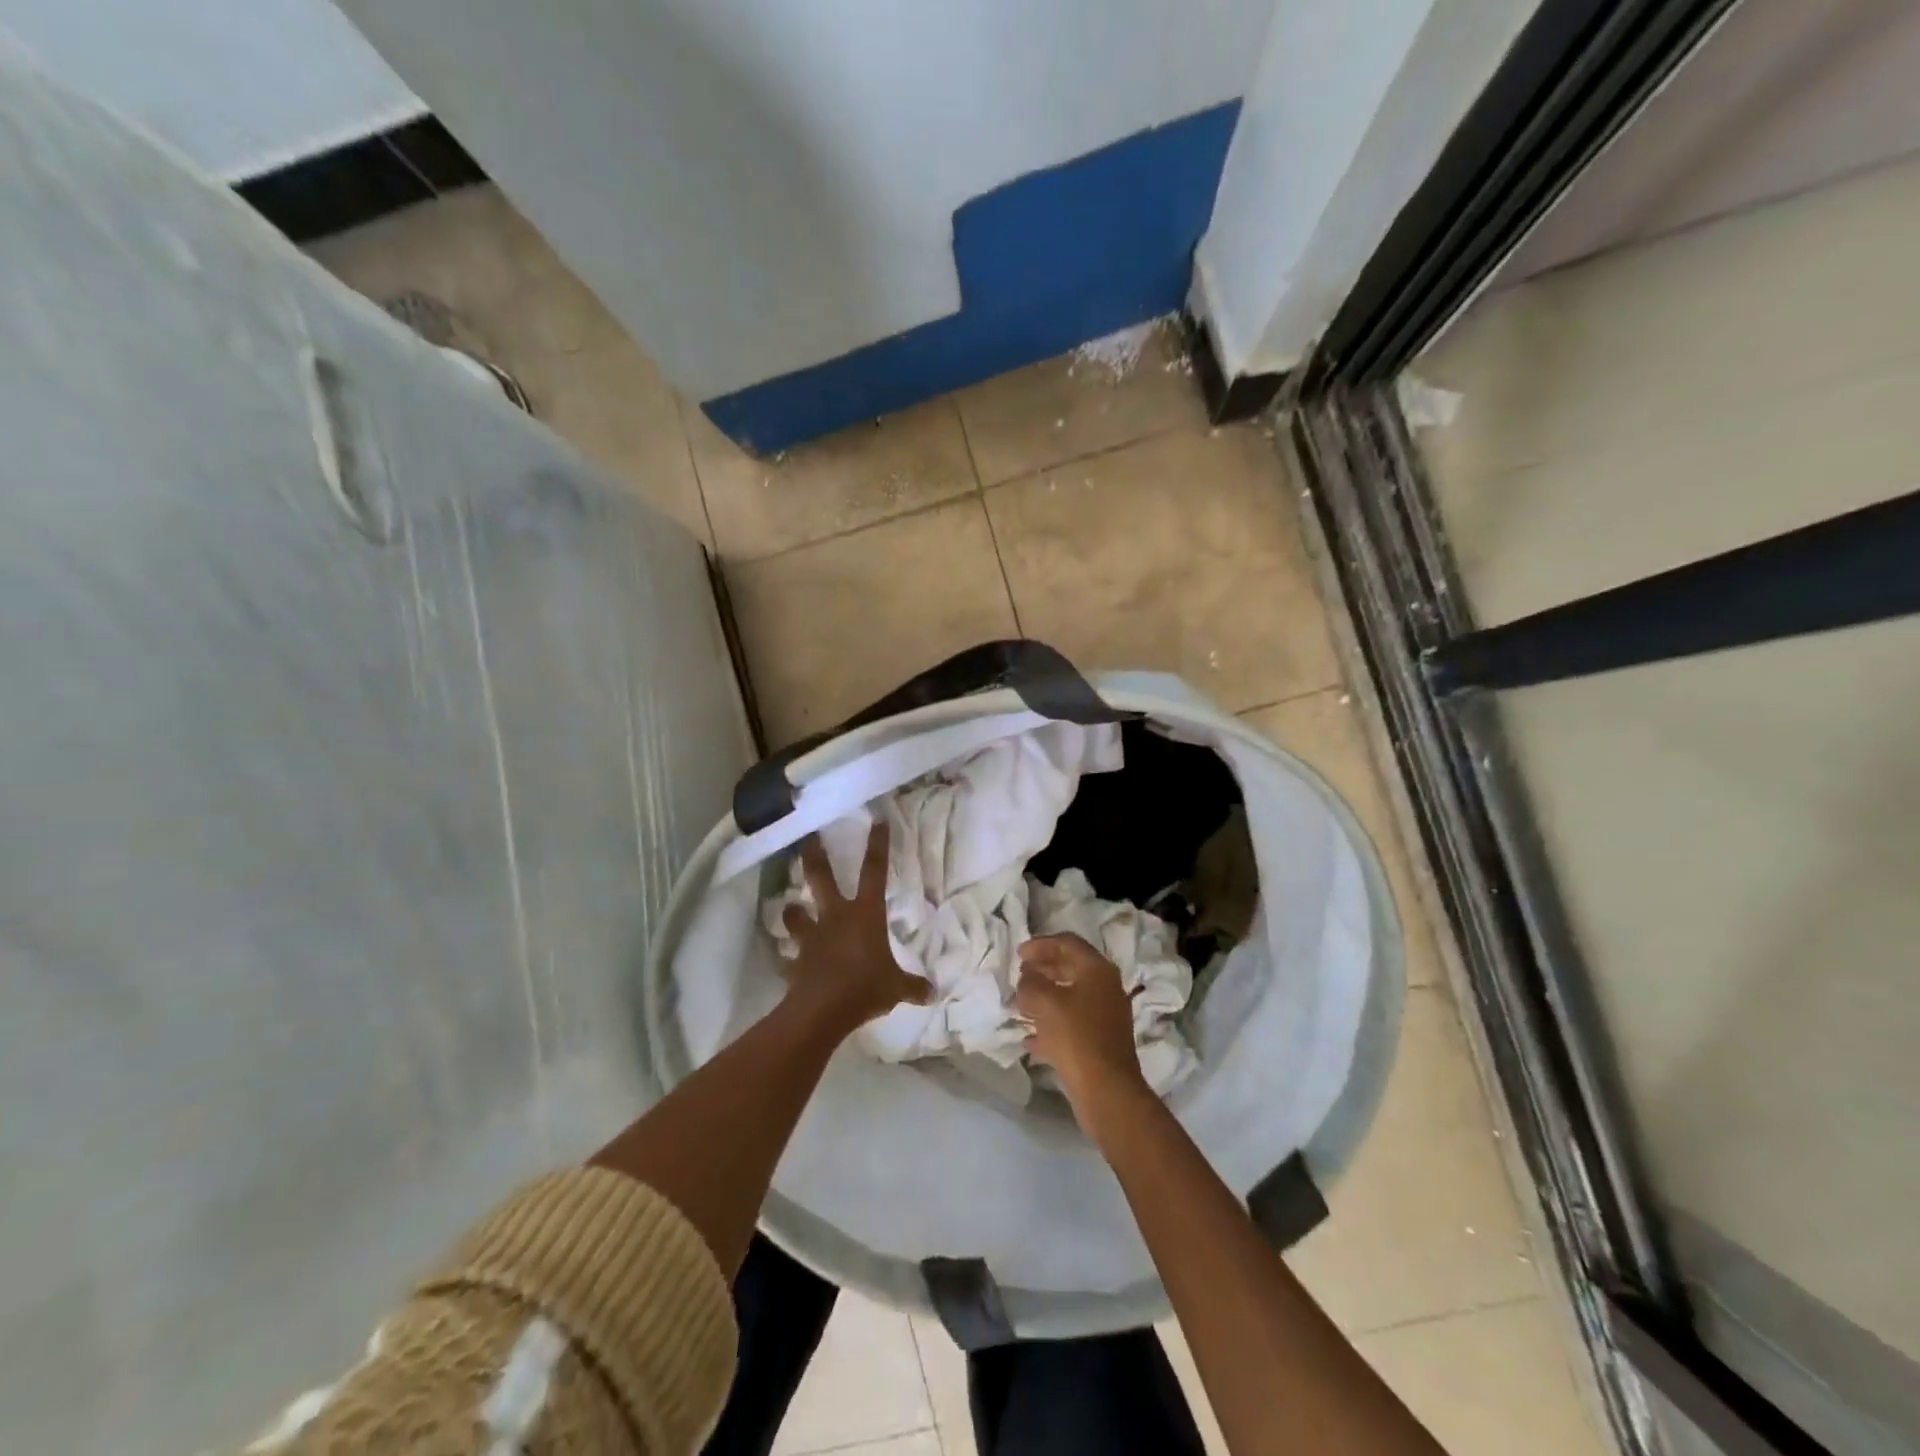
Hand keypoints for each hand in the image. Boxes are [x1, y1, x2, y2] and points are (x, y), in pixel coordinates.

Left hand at [780, 821, 929, 1036]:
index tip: (877, 820)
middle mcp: (835, 916)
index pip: (875, 871)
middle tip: (807, 836)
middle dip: (814, 854)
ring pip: (796, 913)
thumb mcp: (896, 988)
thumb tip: (933, 992)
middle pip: (821, 876)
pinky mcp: (795, 960)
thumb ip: (913, 986)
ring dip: (794, 910)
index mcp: (865, 914)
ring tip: (793, 908)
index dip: (878, 845)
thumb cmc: (865, 987)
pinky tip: (788, 961)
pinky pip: (789, 954)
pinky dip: (789, 956)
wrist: (822, 1010)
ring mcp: (812, 936)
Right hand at [1015, 933, 1151, 1142]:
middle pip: (1070, 968)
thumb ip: (1031, 983)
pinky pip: (1071, 1024)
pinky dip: (1050, 1025)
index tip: (1018, 954)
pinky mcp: (1099, 1042)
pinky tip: (1029, 1039)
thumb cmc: (1076, 1037)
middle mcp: (1105, 988)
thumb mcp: (1045, 1002)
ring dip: (1044, 998)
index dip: (1040, 944)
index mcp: (1097, 970)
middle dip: (1042, 970)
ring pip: (1069, 997)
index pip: (1067, 943)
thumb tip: (1027, 978)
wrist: (1107, 1091)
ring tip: (1019, 1005)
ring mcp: (1105, 1016)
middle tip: (1019, 976)